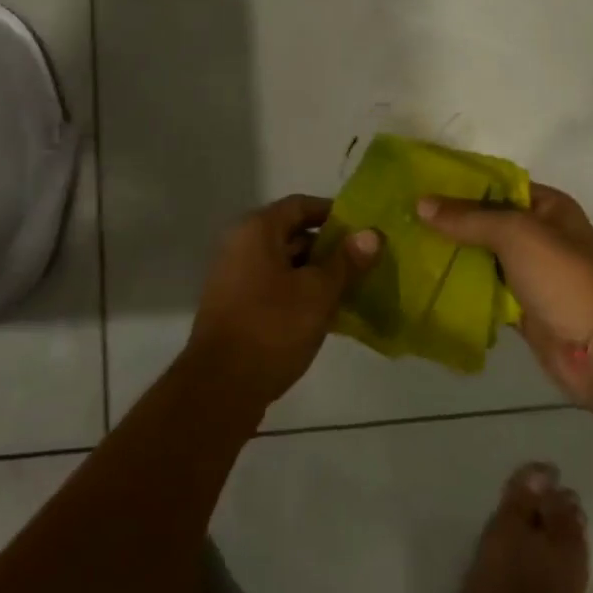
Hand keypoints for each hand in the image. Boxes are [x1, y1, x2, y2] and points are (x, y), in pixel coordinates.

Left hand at [187, 194, 381, 415]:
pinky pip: (272, 286)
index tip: (362, 230)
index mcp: (257, 229)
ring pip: (283, 263)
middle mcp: (240, 243)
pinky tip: (324, 314)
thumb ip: (346, 261)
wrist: (220, 387)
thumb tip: (372, 234)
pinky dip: (297, 292)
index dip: (333, 213)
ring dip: (314, 273)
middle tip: (362, 263)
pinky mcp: (233, 305)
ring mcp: (233, 275)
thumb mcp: (318, 293)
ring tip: (350, 290)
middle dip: (327, 247)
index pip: (301, 205)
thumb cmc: (272, 327)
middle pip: (291, 233)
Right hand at [416, 184, 592, 406]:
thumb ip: (467, 218)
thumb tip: (421, 204)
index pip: (497, 185)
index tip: (420, 184)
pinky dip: (461, 286)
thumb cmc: (562, 276)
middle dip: (450, 220)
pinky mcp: (521, 306)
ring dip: (452, 254)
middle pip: (487, 221)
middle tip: (404, 216)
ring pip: (482, 256)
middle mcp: (539, 235)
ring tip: (406, 244)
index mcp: (547, 207)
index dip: (461, 184)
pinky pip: (484, 289)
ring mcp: (530, 272)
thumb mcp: (515, 233)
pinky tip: (426, 280)